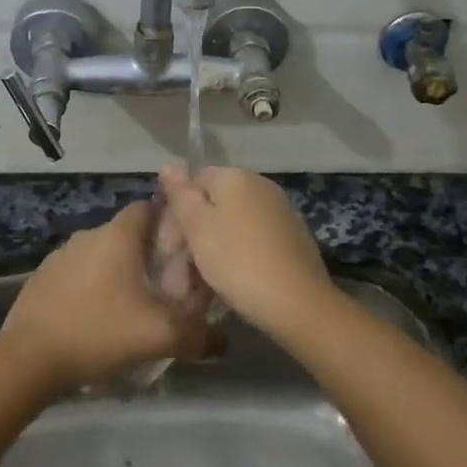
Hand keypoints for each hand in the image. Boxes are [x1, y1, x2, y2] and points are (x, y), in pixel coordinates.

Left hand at [1, 203, 213, 390]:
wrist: (29, 358)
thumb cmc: (99, 332)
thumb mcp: (159, 336)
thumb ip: (198, 335)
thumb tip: (222, 342)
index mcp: (117, 236)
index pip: (148, 207)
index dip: (169, 221)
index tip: (186, 247)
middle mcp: (88, 235)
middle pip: (127, 234)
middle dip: (147, 253)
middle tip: (167, 284)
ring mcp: (60, 255)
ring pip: (100, 255)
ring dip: (118, 272)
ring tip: (133, 304)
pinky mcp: (42, 278)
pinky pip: (77, 274)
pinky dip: (92, 287)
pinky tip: (98, 317)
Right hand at [157, 163, 339, 336]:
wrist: (298, 302)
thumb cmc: (237, 260)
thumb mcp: (197, 226)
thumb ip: (180, 194)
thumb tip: (169, 165)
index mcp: (236, 177)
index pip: (194, 181)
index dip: (176, 211)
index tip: (168, 245)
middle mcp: (261, 186)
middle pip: (214, 204)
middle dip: (193, 235)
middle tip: (179, 272)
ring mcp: (280, 212)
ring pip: (232, 226)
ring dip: (212, 249)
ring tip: (200, 285)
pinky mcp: (292, 238)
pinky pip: (253, 241)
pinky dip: (237, 257)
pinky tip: (231, 283)